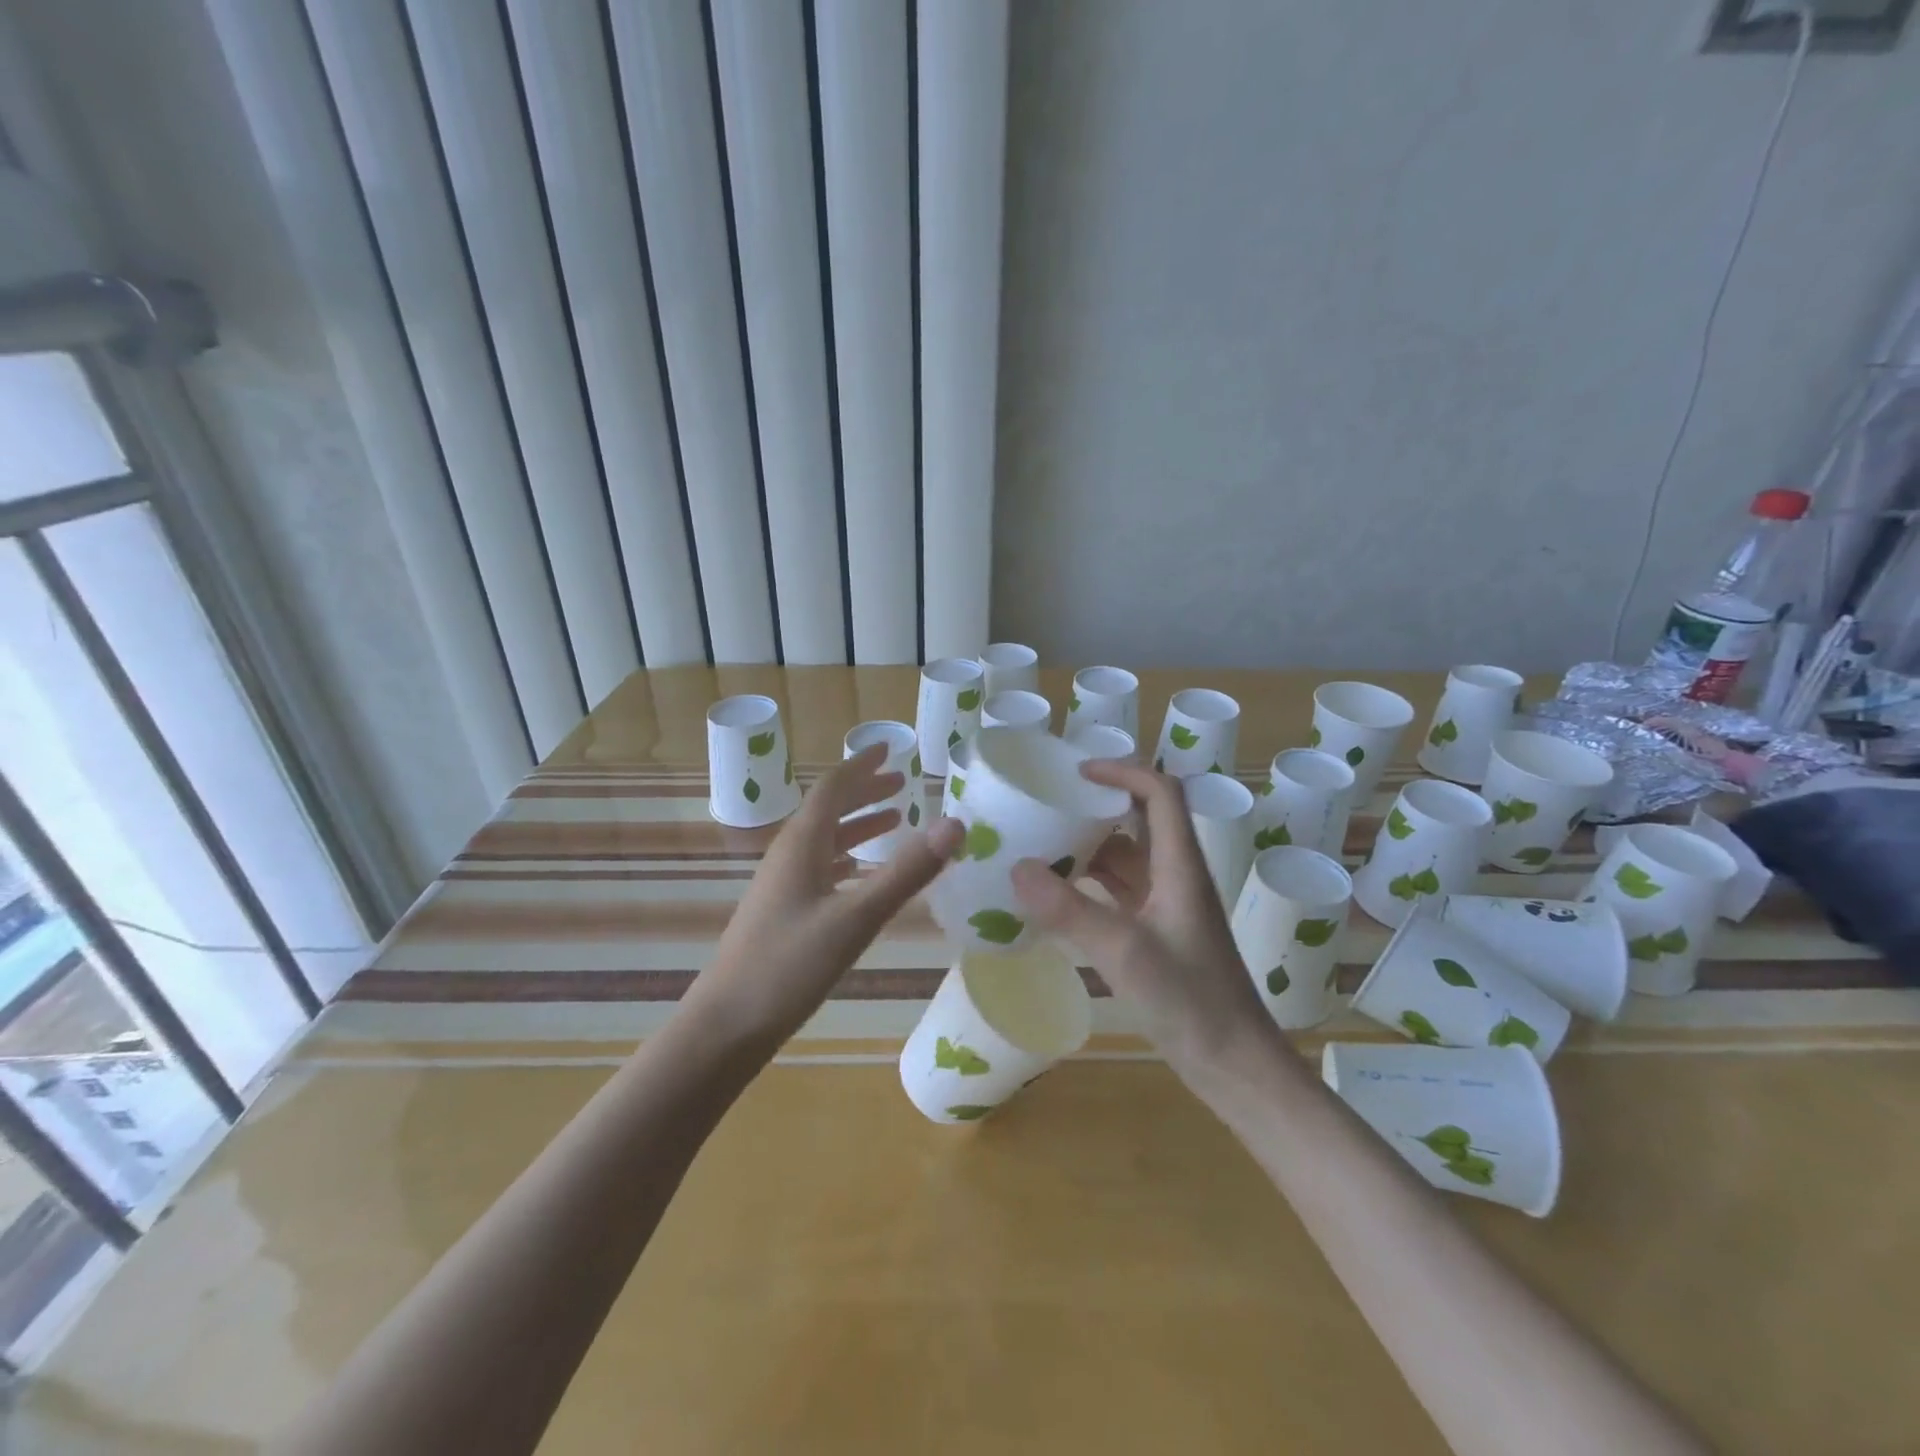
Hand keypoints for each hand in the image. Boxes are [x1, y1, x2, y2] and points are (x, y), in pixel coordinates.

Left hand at [684, 744, 963, 1050]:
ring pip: (826, 840)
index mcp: (801, 844)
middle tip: (902, 782)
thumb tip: (956, 824)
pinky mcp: (784, 912)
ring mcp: (783, 885)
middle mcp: (789, 855)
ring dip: (859, 825)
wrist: (727, 1025)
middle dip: (865, 791)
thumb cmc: (789, 966)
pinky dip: (849, 858)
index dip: (862, 765)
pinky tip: (862, 872)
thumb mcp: (856, 918)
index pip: (833, 788)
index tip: (889, 748)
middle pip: (829, 809)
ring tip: (894, 820)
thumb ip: (906, 872)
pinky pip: (822, 868)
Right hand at [1009, 760, 1274, 1074]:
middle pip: (1141, 820)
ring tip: (1041, 844)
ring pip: (1128, 858)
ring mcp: (1168, 906)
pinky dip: (1091, 884)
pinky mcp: (1159, 933)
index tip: (1076, 773)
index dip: (1123, 772)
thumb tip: (1016, 867)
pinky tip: (1057, 895)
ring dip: (1090, 847)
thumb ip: (1070, 911)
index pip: (1160, 794)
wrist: (1235, 1066)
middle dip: (1097, 806)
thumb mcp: (1125, 953)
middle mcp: (1176, 877)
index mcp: (1180, 867)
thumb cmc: (1191, 1003)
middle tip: (1048, 805)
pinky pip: (1121, 892)